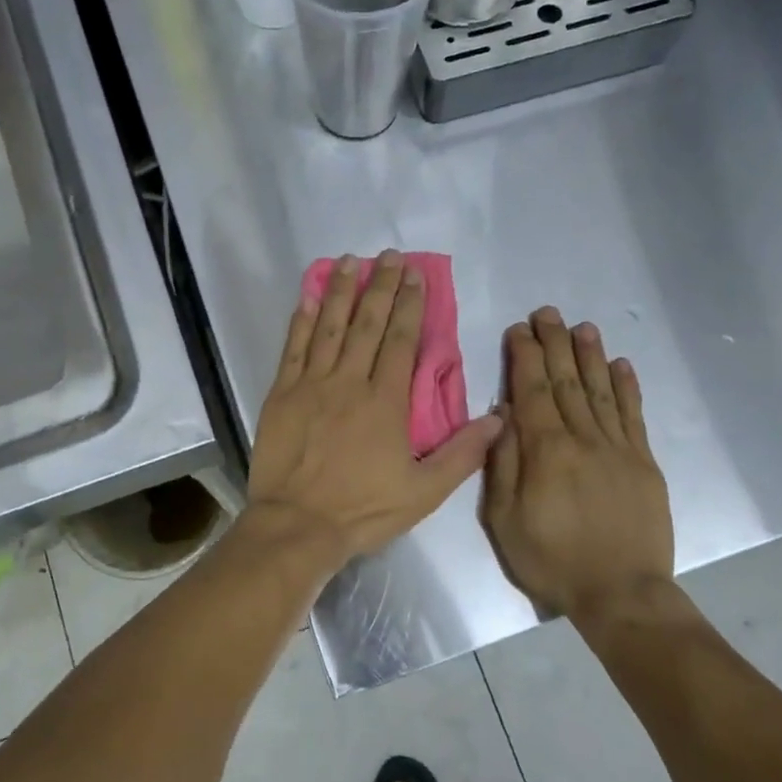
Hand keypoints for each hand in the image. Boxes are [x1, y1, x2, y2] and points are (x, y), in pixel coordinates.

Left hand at [246, 252, 502, 568]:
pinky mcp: (281, 395)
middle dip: (380, 286)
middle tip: (388, 255)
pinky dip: (301, 320)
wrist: (297, 526)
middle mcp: (348, 382)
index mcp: (385, 402)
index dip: (410, 304)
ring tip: (351, 261)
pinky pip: (293, 348)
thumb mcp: (424, 492)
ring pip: (329, 328)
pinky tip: (309, 298)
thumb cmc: (362, 510)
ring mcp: (311, 385)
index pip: (401, 340)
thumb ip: (463, 454)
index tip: (415, 275)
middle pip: (367, 324)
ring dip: (341, 292)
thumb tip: (500, 418)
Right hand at [482, 308, 673, 618]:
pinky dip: (627, 388)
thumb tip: (503, 416)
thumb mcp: (504, 520)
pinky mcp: (643, 463)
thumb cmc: (551, 560)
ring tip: (582, 327)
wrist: (620, 593)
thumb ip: (503, 464)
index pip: (531, 391)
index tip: (519, 329)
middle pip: (566, 382)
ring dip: (590, 356)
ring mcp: (618, 449)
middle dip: (554, 344)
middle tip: (547, 313)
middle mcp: (584, 439)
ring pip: (601, 390)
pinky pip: (633, 416)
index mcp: (546, 451)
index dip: (524, 357)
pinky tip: (620, 365)